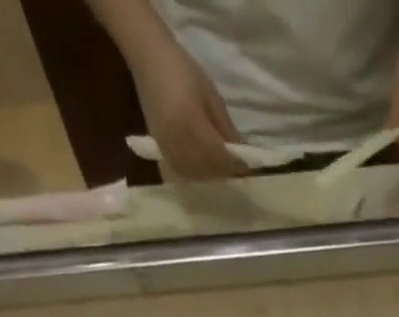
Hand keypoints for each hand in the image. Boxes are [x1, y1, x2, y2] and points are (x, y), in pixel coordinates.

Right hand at [132, 34, 245, 178]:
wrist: (149, 57)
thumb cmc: (183, 71)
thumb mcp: (212, 97)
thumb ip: (227, 130)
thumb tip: (243, 154)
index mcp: (192, 124)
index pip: (220, 156)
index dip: (236, 165)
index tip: (250, 168)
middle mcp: (178, 141)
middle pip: (209, 169)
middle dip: (225, 172)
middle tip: (238, 170)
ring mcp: (167, 148)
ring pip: (196, 175)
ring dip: (212, 176)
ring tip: (223, 170)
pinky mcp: (160, 149)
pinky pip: (181, 172)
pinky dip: (196, 175)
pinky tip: (204, 170)